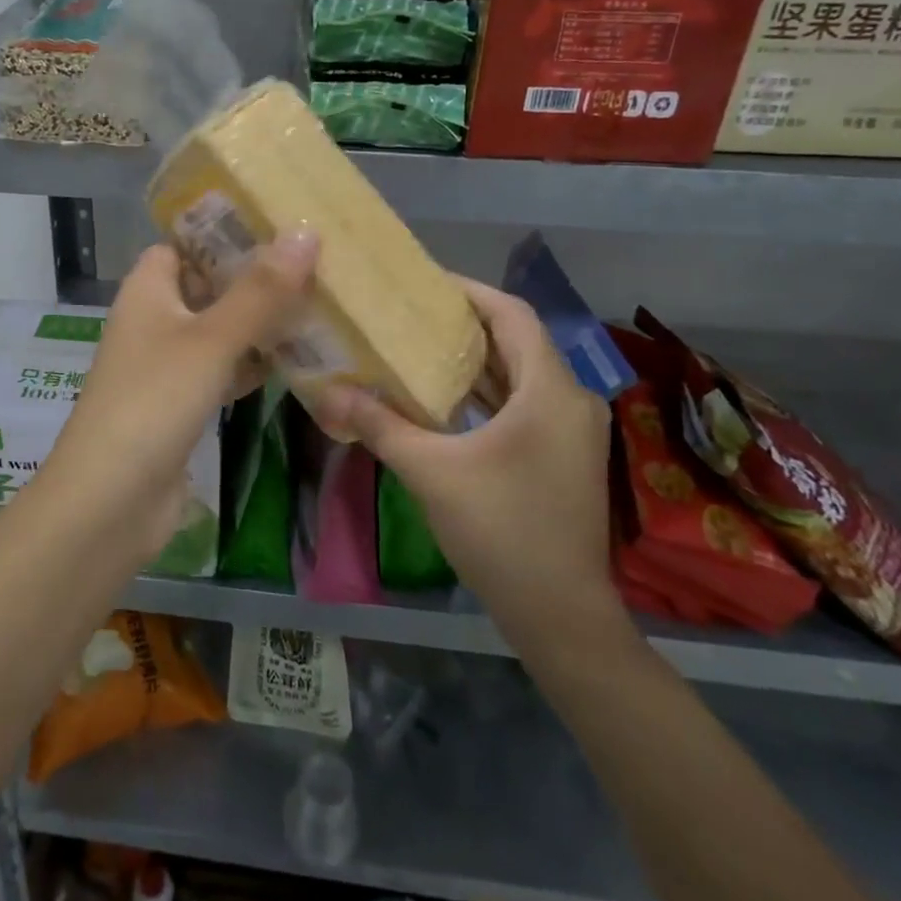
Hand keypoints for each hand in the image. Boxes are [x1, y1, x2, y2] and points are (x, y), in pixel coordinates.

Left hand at [44, 231, 318, 556]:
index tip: (280, 222)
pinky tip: (296, 360)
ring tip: (319, 303)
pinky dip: (253, 363)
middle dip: (255, 277)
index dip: (226, 231)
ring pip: (220, 329)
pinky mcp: (181, 403)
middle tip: (316, 262)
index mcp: (148, 289)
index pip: (186, 242)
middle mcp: (155, 319)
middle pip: (209, 284)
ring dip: (260, 322)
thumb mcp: (211, 340)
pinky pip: (223, 369)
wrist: (110, 501)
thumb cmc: (154, 402)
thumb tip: (306, 232)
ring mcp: (167, 364)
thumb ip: (260, 291)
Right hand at [314, 278, 619, 649]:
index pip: (512, 314)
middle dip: (466, 323)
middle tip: (411, 314)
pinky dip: (489, 390)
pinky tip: (448, 398)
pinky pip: (526, 400)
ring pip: (522, 372)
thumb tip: (326, 391)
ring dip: (477, 358)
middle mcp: (571, 399)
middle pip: (517, 340)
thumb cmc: (501, 531)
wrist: (561, 616)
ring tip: (421, 347)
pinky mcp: (567, 454)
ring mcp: (574, 429)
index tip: (423, 285)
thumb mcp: (430, 471)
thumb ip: (379, 424)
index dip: (469, 291)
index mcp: (550, 391)